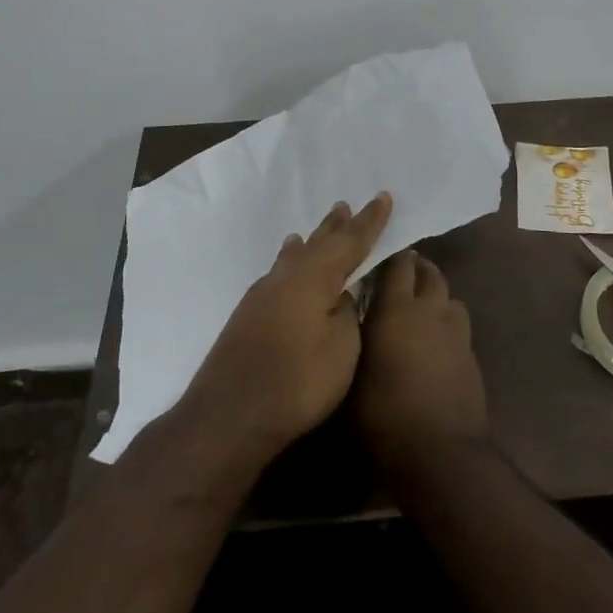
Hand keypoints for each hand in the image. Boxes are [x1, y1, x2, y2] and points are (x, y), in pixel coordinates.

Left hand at [181, 193, 392, 465]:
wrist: (228, 415)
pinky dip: (290, 259)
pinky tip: (287, 262)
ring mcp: (263, 294)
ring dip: (311, 240)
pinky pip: (278, 272)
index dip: (369, 222)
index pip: (350, 242)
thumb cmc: (297, 383)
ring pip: (294, 256)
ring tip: (316, 228)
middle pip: (318, 243)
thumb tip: (340, 296)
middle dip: (337, 226)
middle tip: (346, 205)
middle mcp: (287, 277)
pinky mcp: (248, 314)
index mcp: (315, 279)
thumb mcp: (341, 349)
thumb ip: (347, 314)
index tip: (383, 197)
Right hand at [354, 250, 488, 470]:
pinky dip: (447, 323)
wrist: (442, 454)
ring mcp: (456, 332)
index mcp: (396, 309)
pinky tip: (434, 342)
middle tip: (397, 277)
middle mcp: (430, 310)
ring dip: (435, 295)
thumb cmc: (385, 416)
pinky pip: (458, 325)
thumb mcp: (350, 380)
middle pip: (429, 273)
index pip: (397, 264)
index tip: (375, 255)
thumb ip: (351, 341)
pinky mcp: (471, 355)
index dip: (389, 256)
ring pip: (449, 296)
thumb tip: (347, 320)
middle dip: (415, 269)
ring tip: (418, 308)